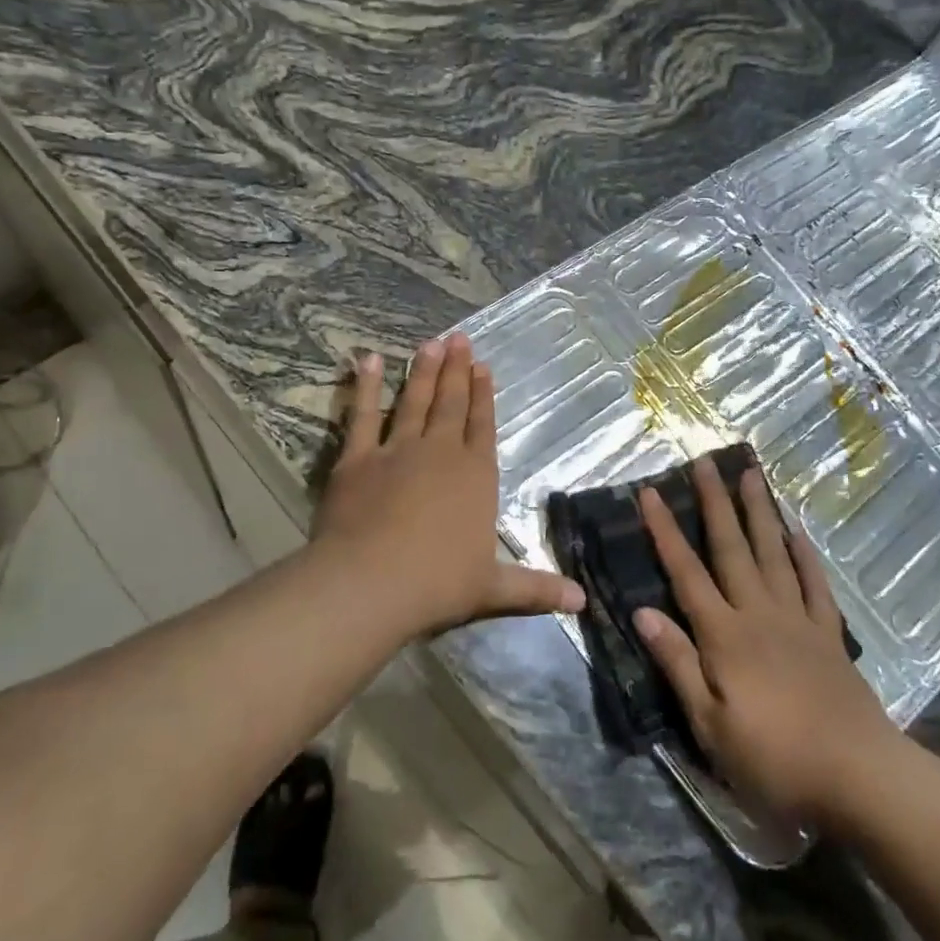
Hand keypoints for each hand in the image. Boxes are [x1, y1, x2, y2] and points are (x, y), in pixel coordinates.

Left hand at [311, 333, 584, 638]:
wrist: (371, 583)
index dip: (484, 396)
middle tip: (459, 337)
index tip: (483, 367)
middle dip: (457, 370)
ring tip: (430, 342)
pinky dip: (367, 386)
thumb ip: (535, 589)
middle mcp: (440, 452)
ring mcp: (397, 450)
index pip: (483, 427)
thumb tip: (582, 603)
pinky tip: (370, 359)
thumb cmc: (438, 584)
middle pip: (452, 404)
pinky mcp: (358, 458)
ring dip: (423, 371)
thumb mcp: (493, 590)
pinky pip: (362, 415)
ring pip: (414, 401)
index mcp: (475, 476)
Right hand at [634, 457, 907, 834]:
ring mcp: (798, 621)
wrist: (862, 778)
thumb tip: (643, 612)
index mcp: (724, 635)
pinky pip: (815, 586)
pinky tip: (797, 533)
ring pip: (773, 554)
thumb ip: (678, 663)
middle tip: (707, 461)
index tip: (650, 492)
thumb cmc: (776, 760)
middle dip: (715, 503)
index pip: (686, 572)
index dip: (665, 531)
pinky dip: (805, 556)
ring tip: (752, 475)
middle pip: (732, 548)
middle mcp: (758, 614)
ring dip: (760, 513)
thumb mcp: (711, 726)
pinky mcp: (829, 637)